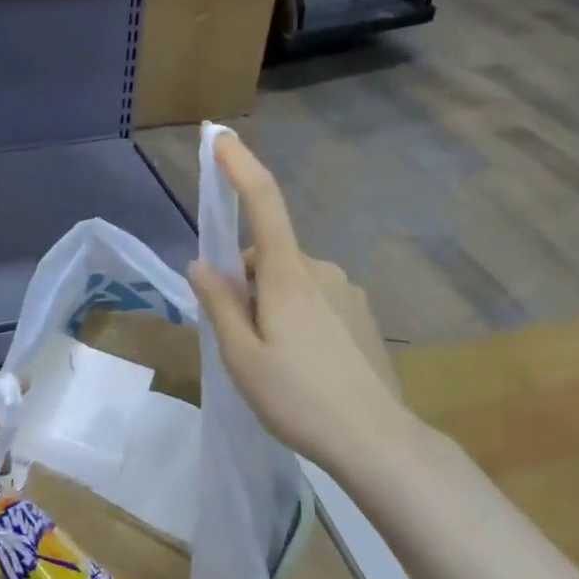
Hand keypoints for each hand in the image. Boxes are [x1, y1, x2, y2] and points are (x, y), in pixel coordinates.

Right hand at [189, 136, 416, 475]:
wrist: (377, 441)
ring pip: (290, 281)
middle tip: (239, 339)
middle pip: (267, 256)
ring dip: (271, 303)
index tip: (221, 136)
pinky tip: (305, 366)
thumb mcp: (242, 357)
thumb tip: (201, 264)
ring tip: (273, 362)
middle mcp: (321, 270)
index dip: (241, 167)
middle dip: (245, 282)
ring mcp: (347, 291)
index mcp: (288, 275)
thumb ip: (219, 305)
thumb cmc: (299, 399)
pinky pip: (315, 299)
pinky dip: (297, 317)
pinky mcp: (361, 315)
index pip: (263, 203)